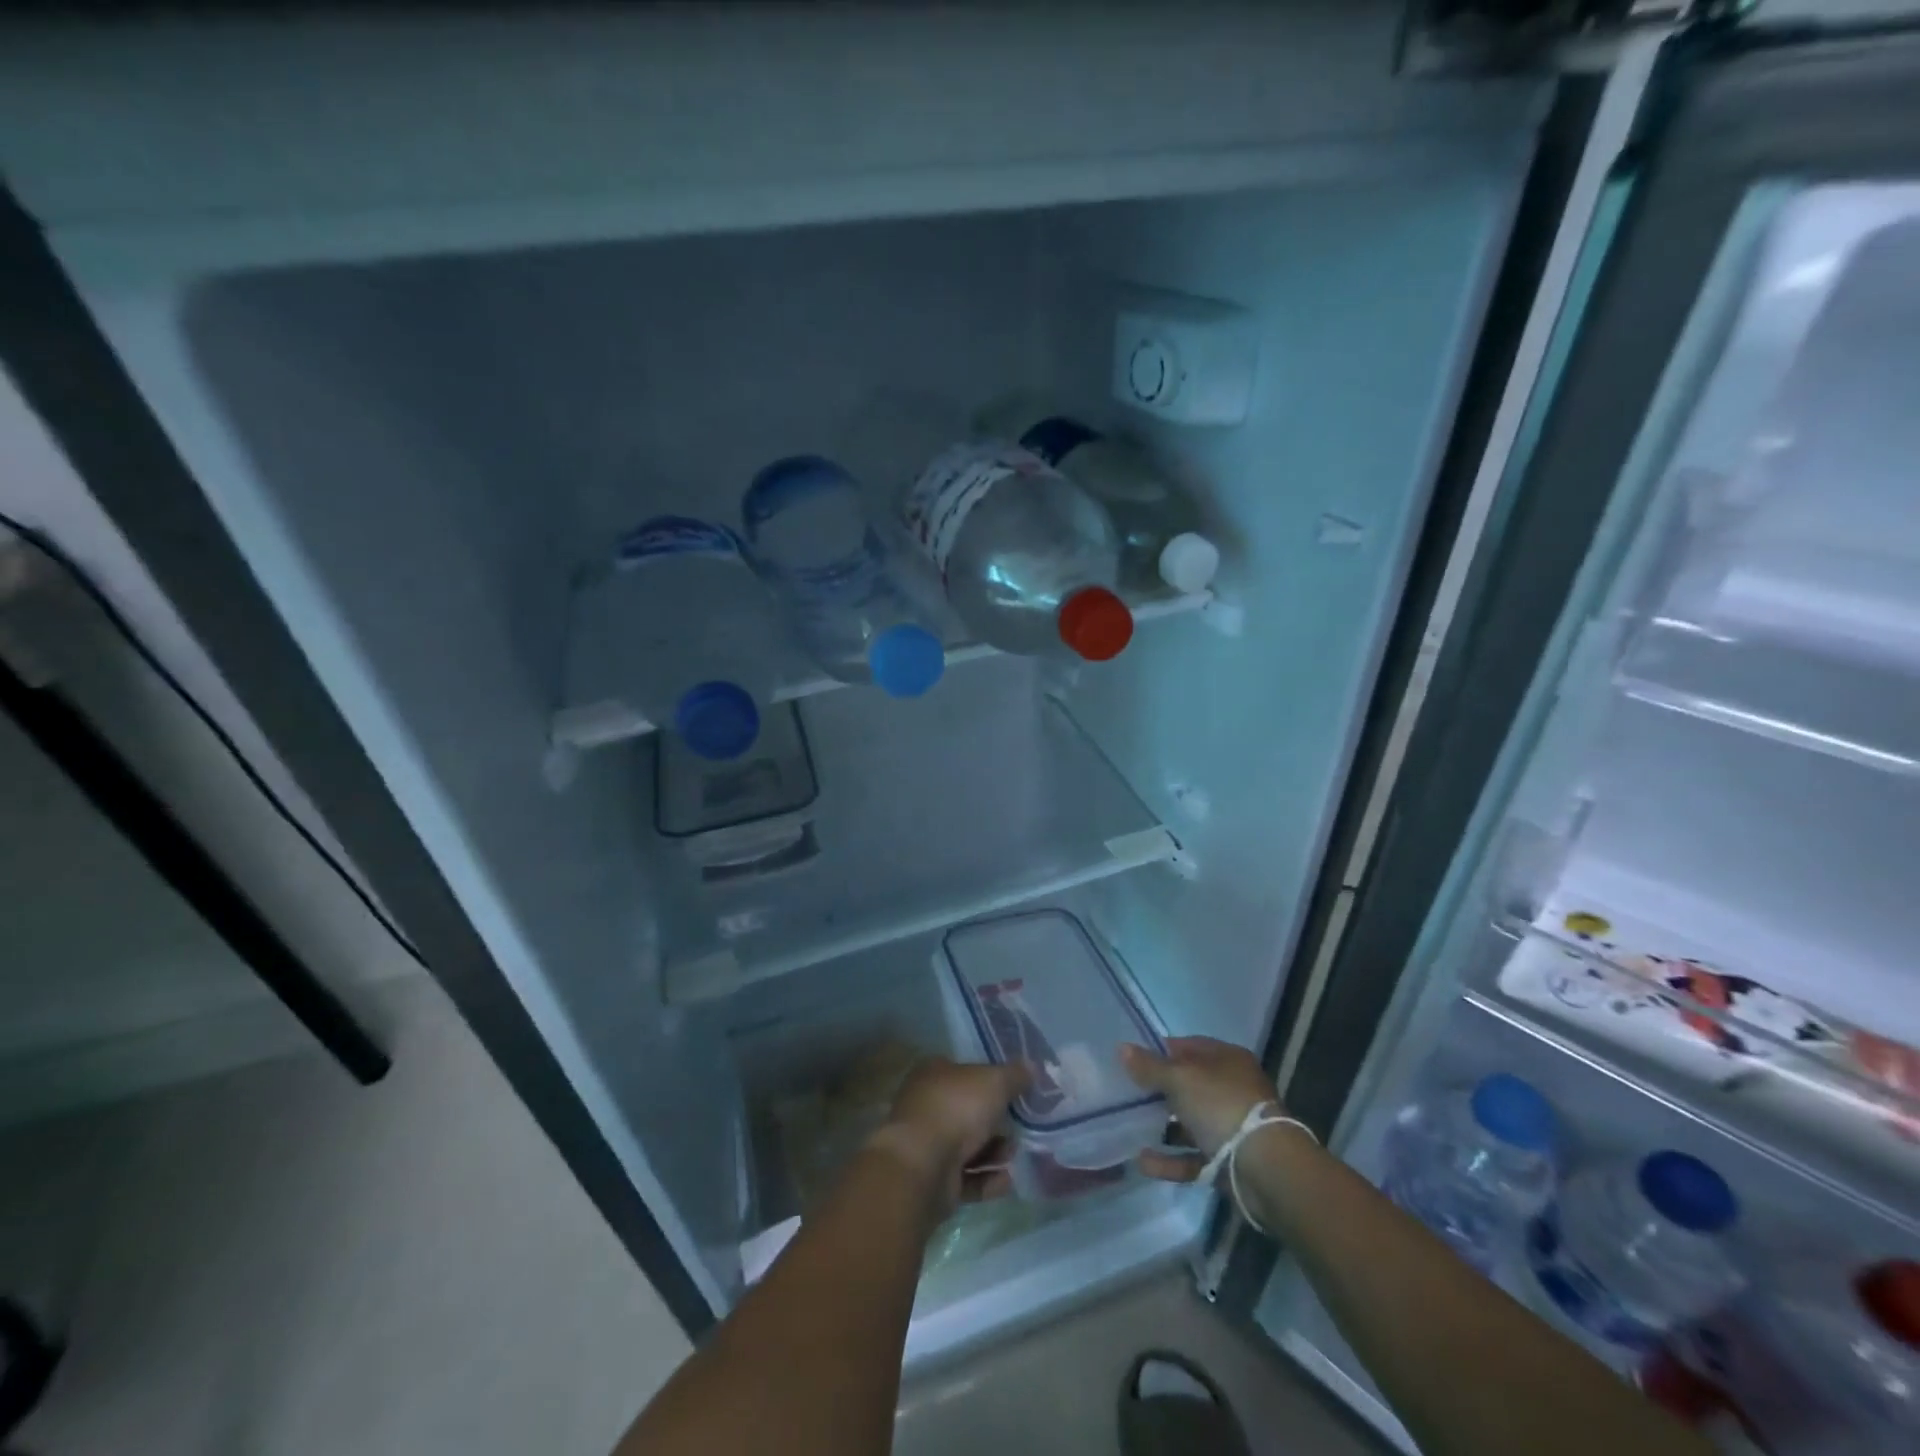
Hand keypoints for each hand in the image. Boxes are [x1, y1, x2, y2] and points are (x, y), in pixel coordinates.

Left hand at [867, 1057, 1029, 1213]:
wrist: (923, 1166)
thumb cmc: (957, 1109)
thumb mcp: (994, 1081)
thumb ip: (1015, 1075)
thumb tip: (1033, 1067)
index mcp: (934, 1073)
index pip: (965, 1072)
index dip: (990, 1081)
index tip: (1015, 1093)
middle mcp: (927, 1105)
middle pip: (969, 1112)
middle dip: (996, 1123)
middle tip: (1019, 1128)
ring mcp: (928, 1144)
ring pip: (968, 1147)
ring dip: (995, 1153)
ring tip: (1012, 1156)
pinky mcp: (934, 1180)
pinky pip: (967, 1178)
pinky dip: (987, 1180)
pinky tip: (1006, 1181)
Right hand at [1121, 1037, 1281, 1182]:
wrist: (1266, 1168)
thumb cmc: (1221, 1106)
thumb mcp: (1180, 1078)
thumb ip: (1149, 1066)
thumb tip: (1122, 1047)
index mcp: (1227, 1060)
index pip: (1188, 1046)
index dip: (1160, 1051)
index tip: (1132, 1060)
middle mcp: (1232, 1089)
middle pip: (1189, 1085)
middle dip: (1159, 1090)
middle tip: (1127, 1093)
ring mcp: (1231, 1126)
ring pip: (1190, 1122)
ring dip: (1162, 1126)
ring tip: (1129, 1127)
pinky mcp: (1229, 1160)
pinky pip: (1193, 1156)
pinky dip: (1170, 1159)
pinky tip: (1143, 1162)